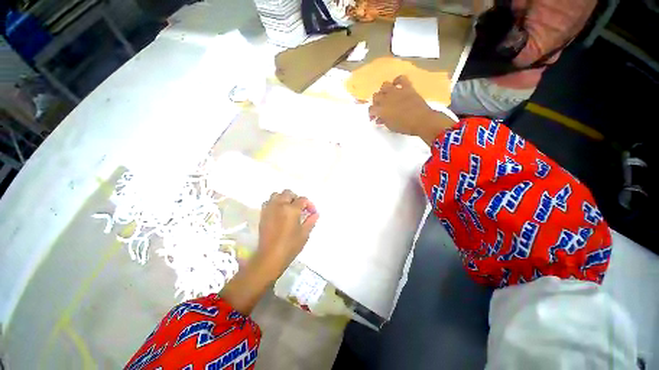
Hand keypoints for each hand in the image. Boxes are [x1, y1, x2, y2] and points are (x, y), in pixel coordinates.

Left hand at [220, 190, 317, 313]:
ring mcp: (269, 209)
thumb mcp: (304, 233)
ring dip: (284, 198)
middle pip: (288, 193)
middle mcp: (279, 205)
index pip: (303, 199)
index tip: (312, 212)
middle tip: (300, 208)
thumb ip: (311, 221)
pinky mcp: (263, 214)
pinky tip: (279, 212)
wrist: (270, 257)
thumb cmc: (290, 245)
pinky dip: (275, 203)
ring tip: (289, 208)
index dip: (309, 204)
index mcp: (291, 209)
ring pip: (276, 195)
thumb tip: (315, 213)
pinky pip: (268, 202)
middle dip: (296, 198)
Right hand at [368, 75, 434, 135]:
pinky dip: (397, 80)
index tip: (374, 118)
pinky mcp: (407, 87)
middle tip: (380, 108)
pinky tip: (396, 85)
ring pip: (384, 85)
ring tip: (386, 96)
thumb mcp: (391, 127)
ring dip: (383, 91)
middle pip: (376, 96)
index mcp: (381, 110)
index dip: (371, 114)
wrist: (422, 121)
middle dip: (376, 103)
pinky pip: (400, 78)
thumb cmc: (405, 127)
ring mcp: (397, 91)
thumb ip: (383, 121)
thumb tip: (379, 119)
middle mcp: (386, 99)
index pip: (371, 109)